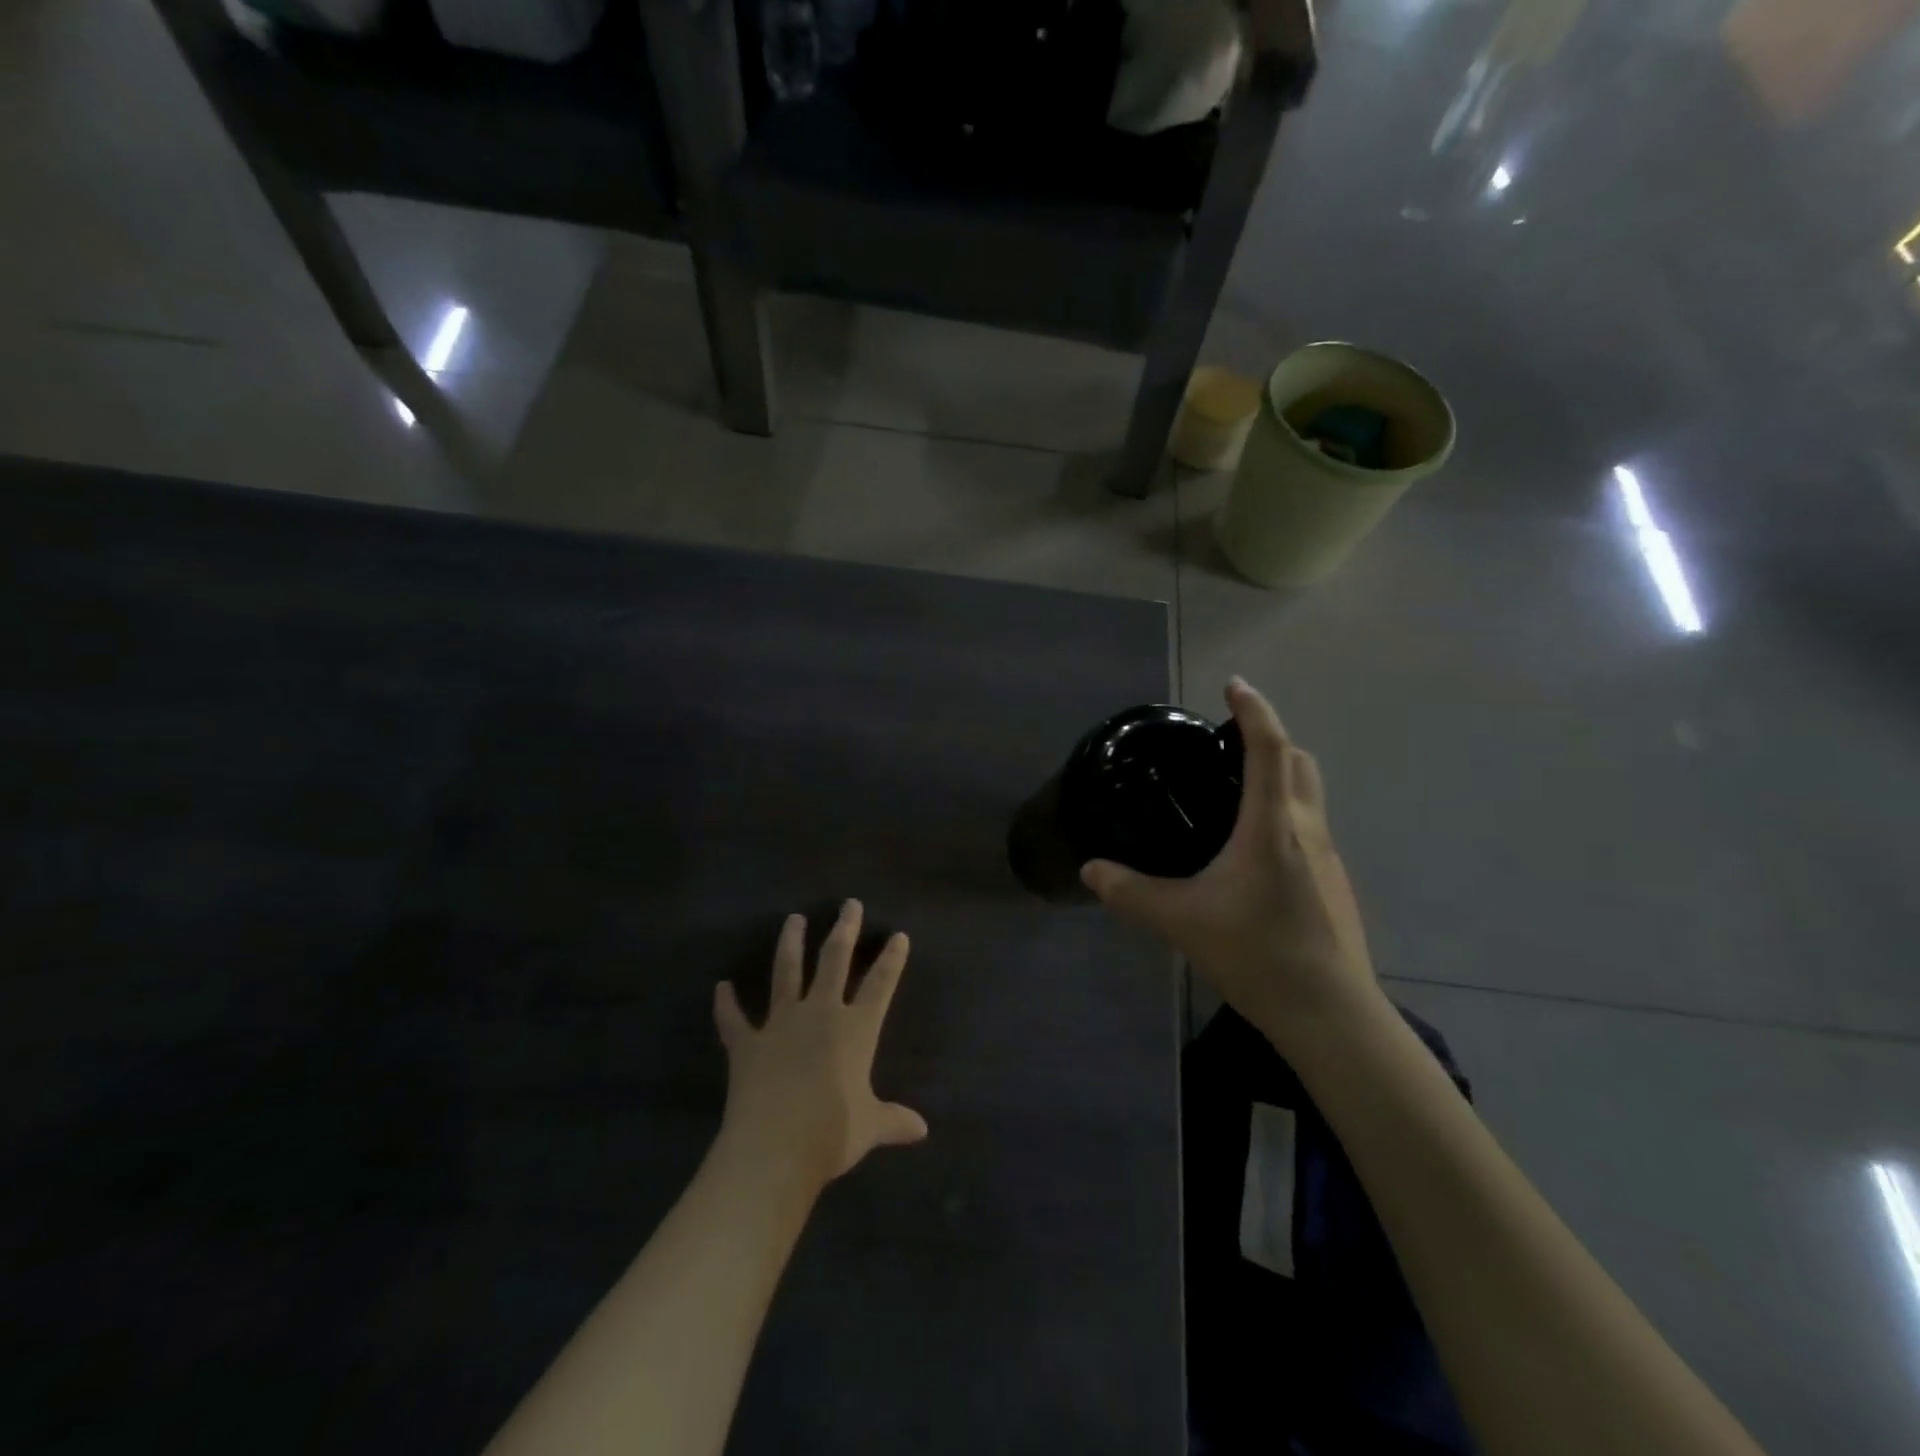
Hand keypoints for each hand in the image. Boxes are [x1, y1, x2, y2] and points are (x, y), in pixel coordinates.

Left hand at [714, 900, 927, 1192]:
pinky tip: (720, 987)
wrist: (774, 1148)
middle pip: (834, 960)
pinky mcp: (747, 1044)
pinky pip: (734, 1020)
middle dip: (844, 930)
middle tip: (849, 904)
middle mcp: (820, 1014)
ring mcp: (780, 1024)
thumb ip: (893, 1120)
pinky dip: (726, 1005)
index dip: (891, 960)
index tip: (898, 935)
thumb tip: (921, 1130)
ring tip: (793, 919)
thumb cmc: (832, 1134)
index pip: (880, 985)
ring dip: (790, 944)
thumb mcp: (870, 1127)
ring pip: (786, 972)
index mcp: (856, 1029)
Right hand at [1081, 678, 1383, 1047]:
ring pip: (1309, 794)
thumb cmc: (1257, 954)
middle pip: (1299, 761)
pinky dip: (1284, 814)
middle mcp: (1307, 830)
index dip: (1254, 710)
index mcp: (1272, 826)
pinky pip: (1309, 827)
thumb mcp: (1181, 921)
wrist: (1331, 1014)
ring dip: (1280, 775)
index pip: (1269, 748)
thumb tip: (1090, 871)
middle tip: (1228, 744)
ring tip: (1235, 792)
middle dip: (1270, 738)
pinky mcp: (1335, 884)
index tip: (1234, 684)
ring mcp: (1328, 858)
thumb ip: (1130, 892)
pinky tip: (1253, 852)